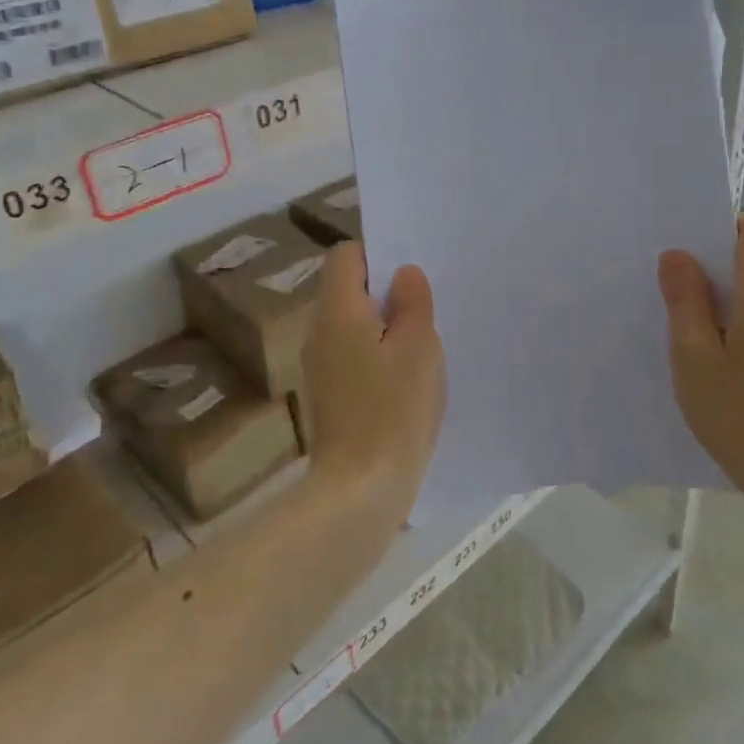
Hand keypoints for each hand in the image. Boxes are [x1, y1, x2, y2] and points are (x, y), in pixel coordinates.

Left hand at [300, 242, 445, 512]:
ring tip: (421, 346)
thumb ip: (412, 302)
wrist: (360, 489)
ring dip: (384, 327)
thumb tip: (403, 274)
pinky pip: (351, 355)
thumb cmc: (394, 409)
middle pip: (347, 290)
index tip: (410, 277)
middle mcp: (318, 331)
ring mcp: (318, 366)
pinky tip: (404, 380)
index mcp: (338, 310)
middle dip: (385, 293)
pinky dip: (376, 355)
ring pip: (352, 325)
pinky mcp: (327, 395)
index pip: (345, 255)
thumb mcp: (418, 347)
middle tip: (425, 310)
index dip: (378, 255)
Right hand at [658, 214, 743, 499]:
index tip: (691, 256)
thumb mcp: (693, 355)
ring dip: (731, 304)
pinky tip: (727, 365)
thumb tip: (678, 256)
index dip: (721, 230)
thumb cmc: (737, 414)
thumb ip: (685, 299)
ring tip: (698, 339)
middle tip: (678, 300)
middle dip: (718, 272)